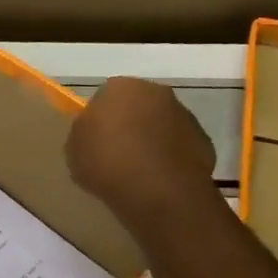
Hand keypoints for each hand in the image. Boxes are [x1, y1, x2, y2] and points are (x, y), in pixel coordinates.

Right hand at [66, 78, 218, 239]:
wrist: (157, 190)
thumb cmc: (106, 162)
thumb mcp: (74, 147)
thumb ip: (84, 131)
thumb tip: (96, 130)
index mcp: (120, 87)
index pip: (105, 95)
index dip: (99, 117)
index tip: (94, 138)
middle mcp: (156, 92)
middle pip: (137, 105)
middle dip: (128, 123)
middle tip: (115, 151)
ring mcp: (184, 115)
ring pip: (160, 124)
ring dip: (150, 139)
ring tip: (137, 169)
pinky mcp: (203, 140)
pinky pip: (178, 145)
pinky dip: (169, 156)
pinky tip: (157, 178)